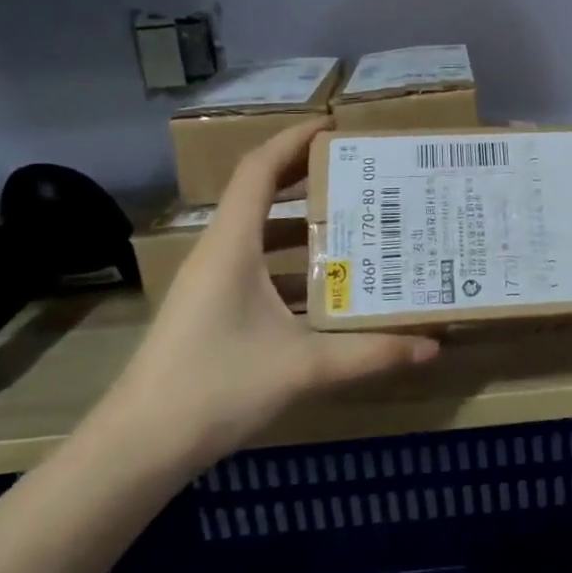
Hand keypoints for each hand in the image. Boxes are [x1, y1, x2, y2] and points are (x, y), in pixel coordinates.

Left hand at [99, 119, 437, 472]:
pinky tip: (332, 291)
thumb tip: (432, 347)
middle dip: (310, 180)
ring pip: (262, 238)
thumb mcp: (304, 367)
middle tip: (363, 176)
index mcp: (232, 247)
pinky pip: (260, 271)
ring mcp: (212, 284)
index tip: (335, 126)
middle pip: (262, 196)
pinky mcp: (214, 312)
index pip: (258, 170)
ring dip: (306, 229)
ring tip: (360, 228)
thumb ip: (371, 354)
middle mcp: (219, 254)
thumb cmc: (216, 386)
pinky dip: (296, 269)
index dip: (294, 140)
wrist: (139, 446)